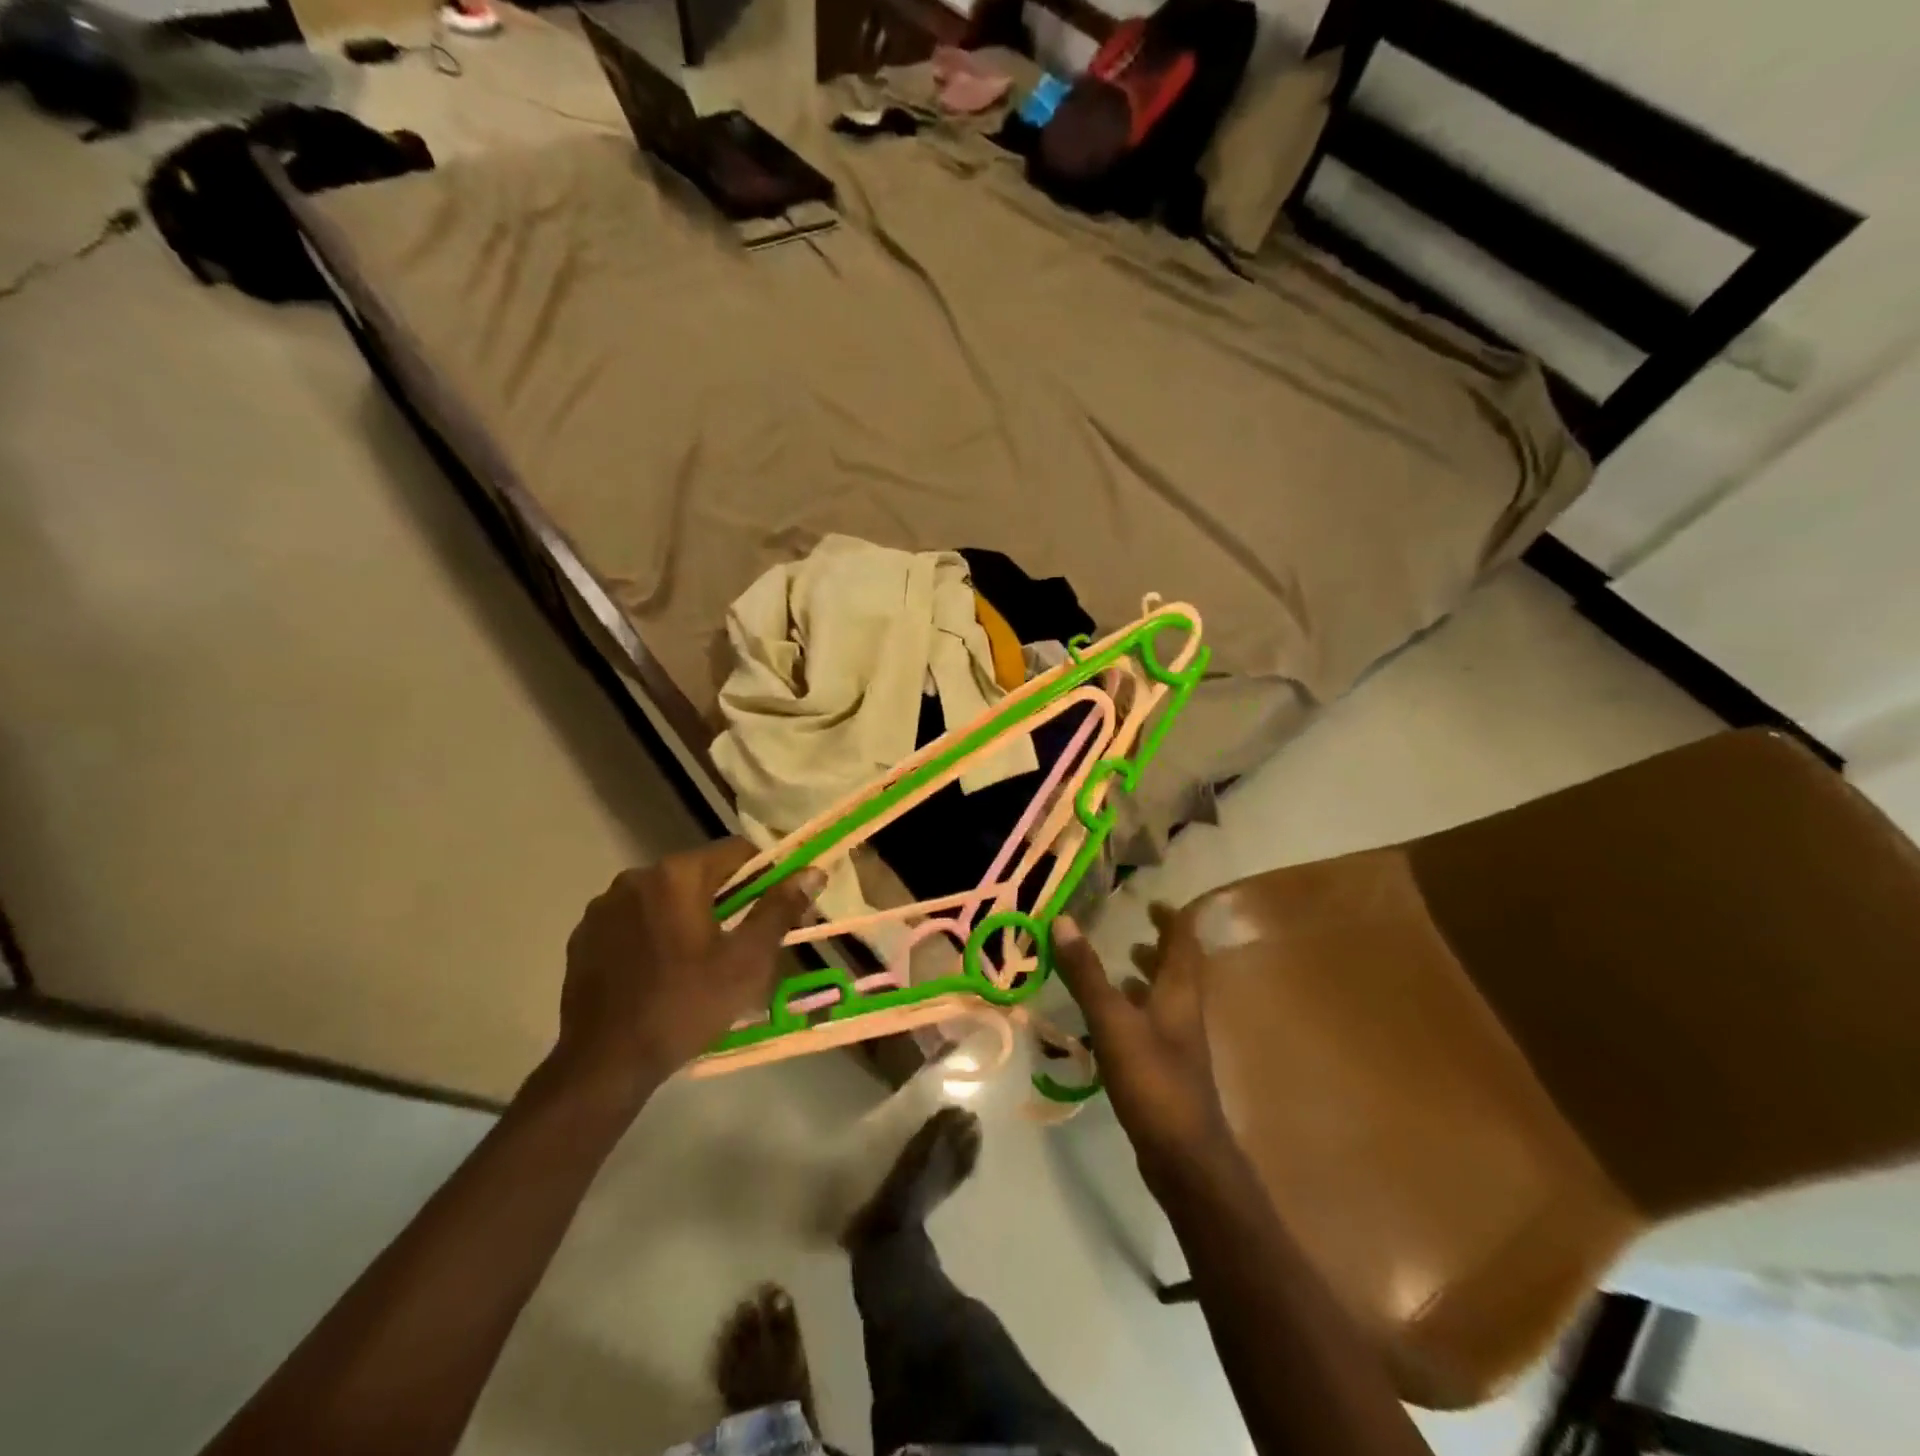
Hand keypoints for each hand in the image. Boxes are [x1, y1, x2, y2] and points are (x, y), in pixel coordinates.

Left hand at [550, 841, 823, 1096]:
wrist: (604, 1064)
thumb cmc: (686, 1006)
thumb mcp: (747, 961)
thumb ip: (779, 909)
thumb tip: (812, 871)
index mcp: (677, 875)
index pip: (737, 851)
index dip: (767, 875)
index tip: (779, 909)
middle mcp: (636, 877)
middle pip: (700, 873)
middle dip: (728, 898)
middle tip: (745, 941)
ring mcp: (604, 906)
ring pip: (665, 897)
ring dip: (688, 914)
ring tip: (700, 960)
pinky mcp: (583, 935)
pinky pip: (633, 920)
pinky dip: (654, 932)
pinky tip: (660, 970)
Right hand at [1052, 908, 1237, 1196]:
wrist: (1185, 1158)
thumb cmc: (1152, 1081)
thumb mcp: (1113, 1022)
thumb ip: (1086, 974)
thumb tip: (1063, 921)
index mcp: (1180, 992)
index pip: (1184, 941)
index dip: (1171, 919)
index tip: (1152, 903)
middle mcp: (1185, 1012)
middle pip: (1179, 970)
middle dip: (1159, 948)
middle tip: (1132, 935)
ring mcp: (1180, 1044)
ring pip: (1167, 999)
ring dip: (1149, 980)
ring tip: (1121, 970)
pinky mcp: (1169, 1070)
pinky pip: (1155, 1026)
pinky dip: (1137, 1012)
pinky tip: (1113, 1023)